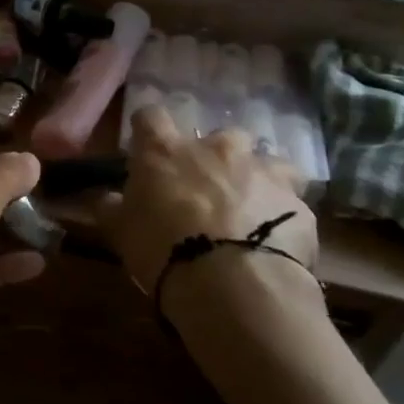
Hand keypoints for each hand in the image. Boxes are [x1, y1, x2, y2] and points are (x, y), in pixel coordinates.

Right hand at [101, 107, 317, 297]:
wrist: (233, 286)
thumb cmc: (162, 250)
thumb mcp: (119, 231)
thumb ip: (111, 206)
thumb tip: (105, 196)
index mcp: (165, 151)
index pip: (150, 116)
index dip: (148, 132)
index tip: (146, 153)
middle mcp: (215, 148)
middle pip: (215, 137)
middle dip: (211, 159)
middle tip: (203, 193)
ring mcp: (262, 170)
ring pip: (263, 161)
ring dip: (253, 179)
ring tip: (247, 212)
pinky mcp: (298, 201)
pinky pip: (290, 198)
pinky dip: (281, 213)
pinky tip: (274, 240)